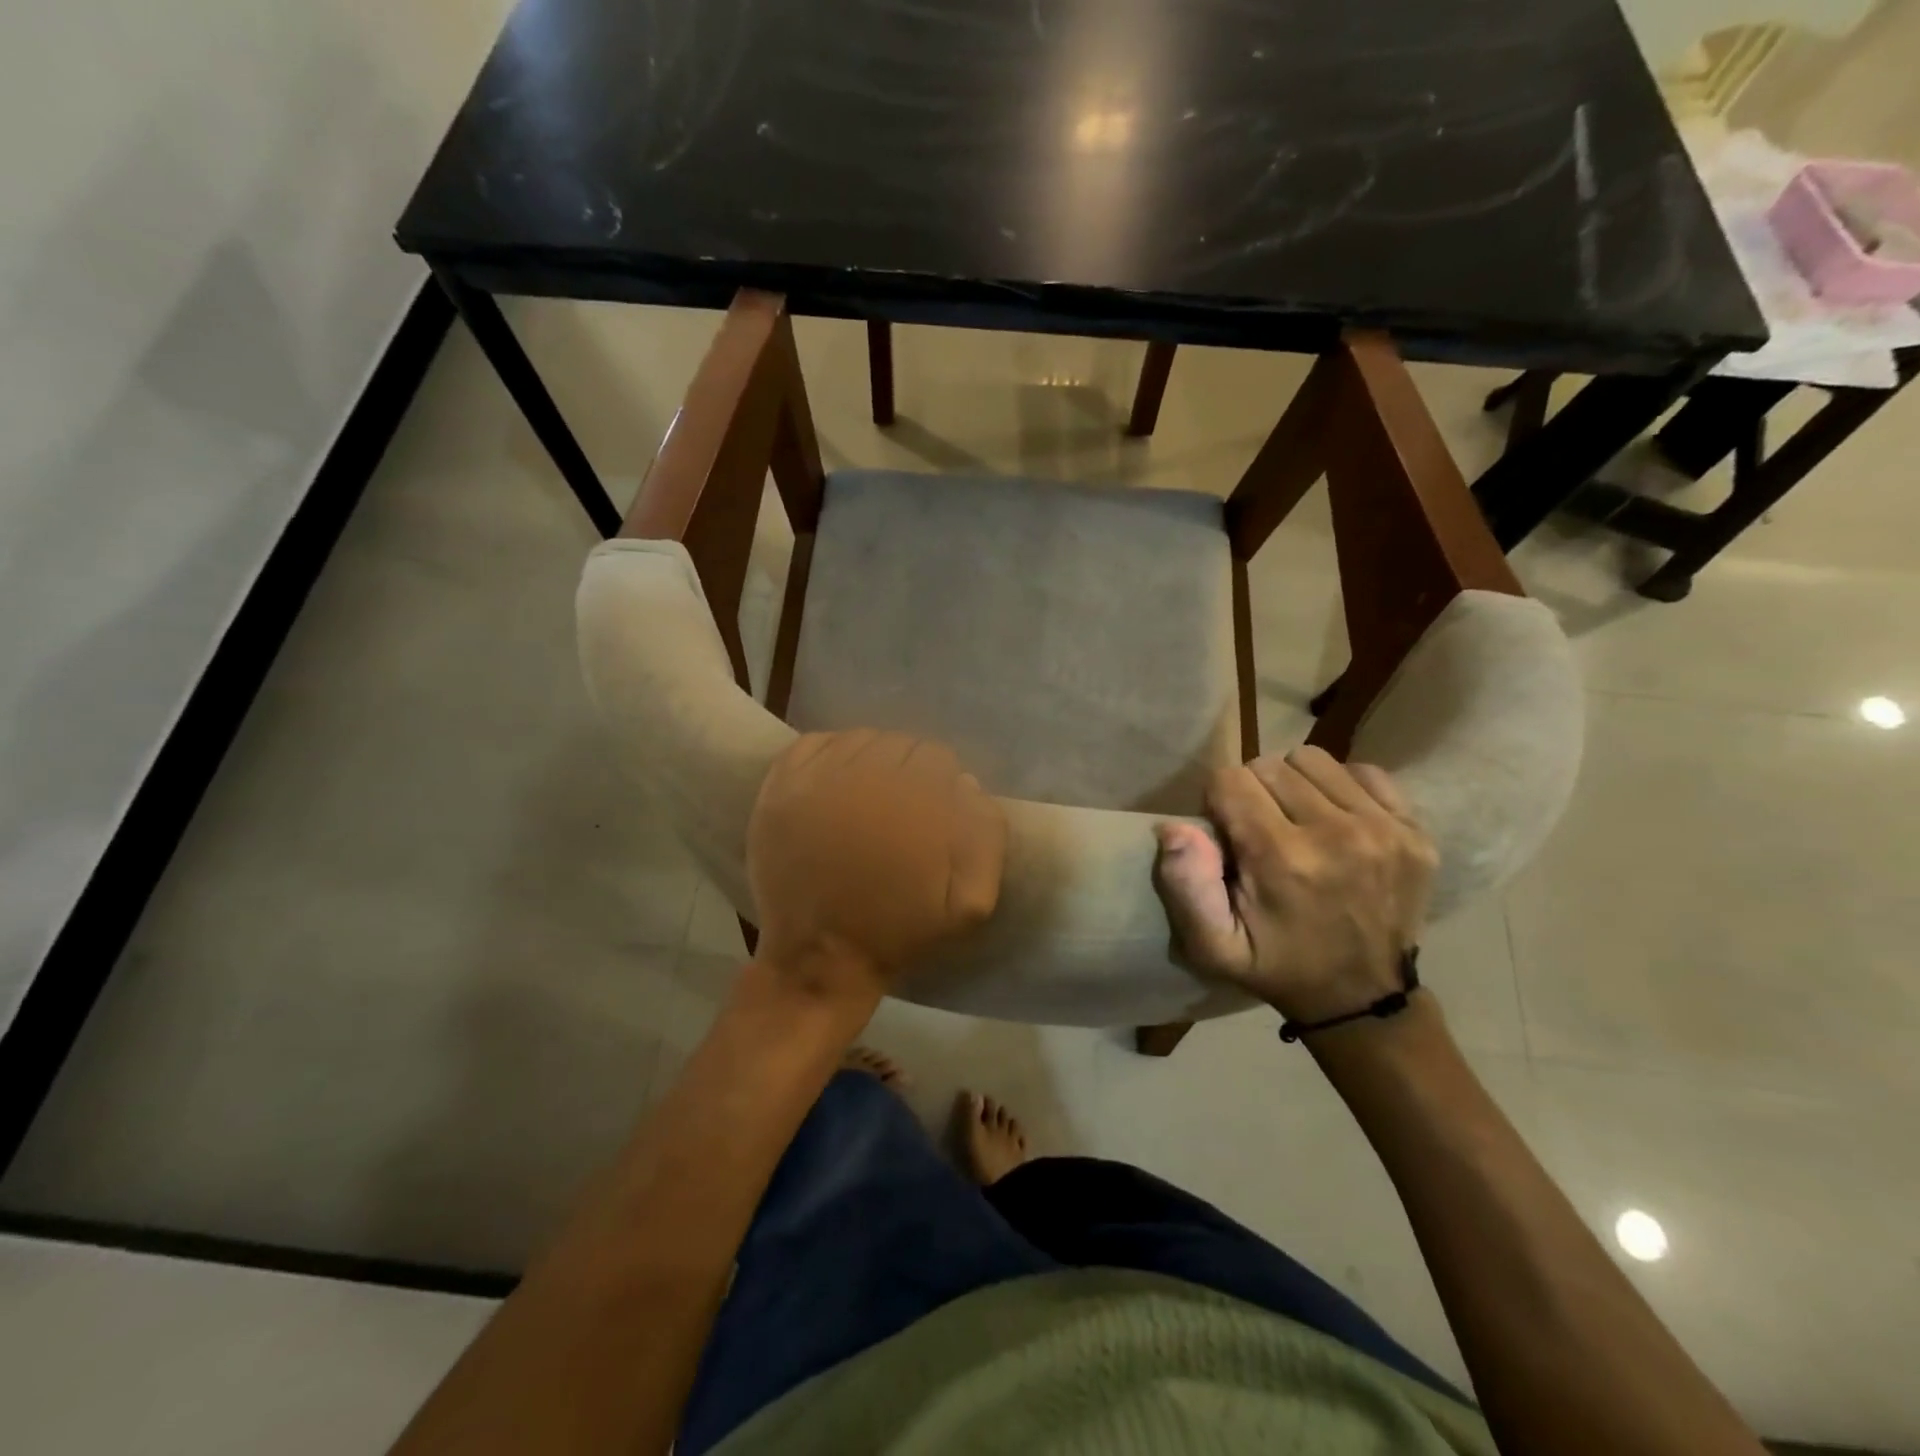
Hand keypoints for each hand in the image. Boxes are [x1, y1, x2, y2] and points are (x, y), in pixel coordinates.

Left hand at [747, 730, 1005, 1003]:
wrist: (821, 955)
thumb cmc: (898, 929)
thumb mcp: (970, 901)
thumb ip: (986, 835)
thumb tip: (966, 783)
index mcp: (914, 802)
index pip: (937, 757)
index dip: (940, 783)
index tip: (933, 810)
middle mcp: (866, 779)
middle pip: (899, 744)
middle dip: (908, 770)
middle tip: (901, 806)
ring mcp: (818, 779)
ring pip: (860, 739)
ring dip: (872, 759)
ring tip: (869, 793)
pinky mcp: (781, 787)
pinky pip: (815, 742)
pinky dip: (831, 752)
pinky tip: (837, 781)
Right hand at [1151, 746, 1437, 1023]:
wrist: (1364, 997)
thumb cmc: (1278, 967)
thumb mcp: (1214, 946)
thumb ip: (1186, 887)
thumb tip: (1173, 827)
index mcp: (1282, 858)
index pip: (1230, 780)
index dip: (1218, 802)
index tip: (1227, 835)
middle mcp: (1337, 833)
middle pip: (1269, 765)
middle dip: (1253, 792)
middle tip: (1259, 831)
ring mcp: (1383, 828)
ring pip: (1313, 760)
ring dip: (1294, 785)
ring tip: (1296, 822)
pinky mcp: (1415, 829)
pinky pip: (1364, 771)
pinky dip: (1341, 788)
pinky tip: (1336, 822)